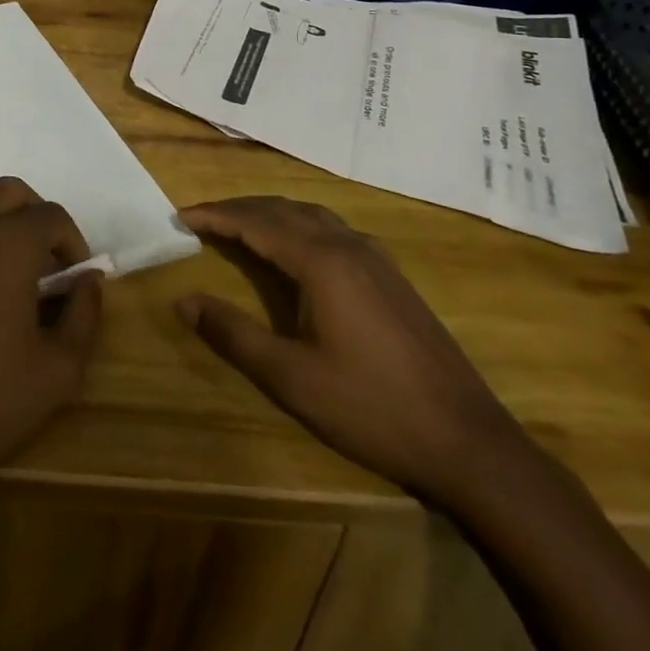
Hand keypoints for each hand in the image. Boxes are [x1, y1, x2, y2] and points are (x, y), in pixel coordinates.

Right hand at [176, 196, 521, 506]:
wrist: (469, 442)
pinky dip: (299, 225)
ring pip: (310, 215)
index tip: (180, 216)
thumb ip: (234, 334)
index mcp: (320, 261)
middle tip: (202, 219)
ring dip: (270, 213)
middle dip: (238, 208)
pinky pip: (332, 229)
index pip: (255, 222)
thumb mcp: (292, 378)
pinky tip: (297, 249)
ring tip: (240, 226)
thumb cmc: (372, 408)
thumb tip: (183, 302)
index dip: (215, 216)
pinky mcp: (391, 275)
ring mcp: (375, 257)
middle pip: (281, 209)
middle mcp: (346, 245)